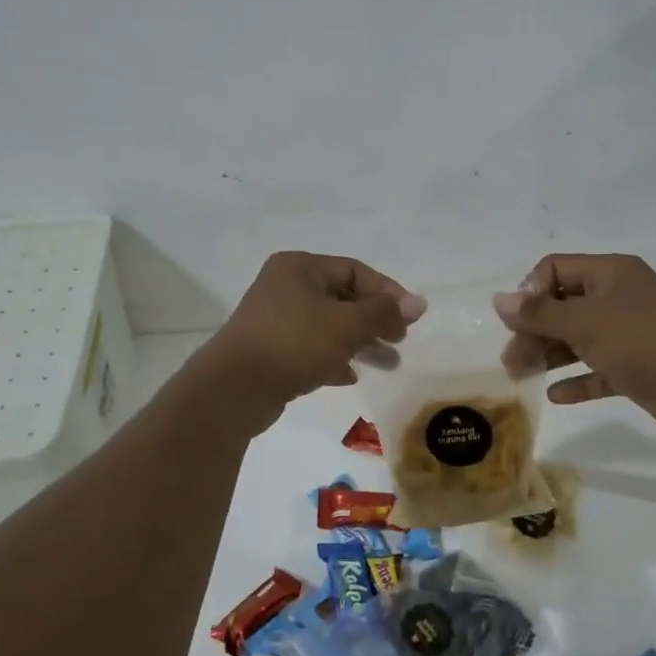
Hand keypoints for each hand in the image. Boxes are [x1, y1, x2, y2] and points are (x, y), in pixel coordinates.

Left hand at [201, 252, 425, 422]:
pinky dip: (333, 359)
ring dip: (360, 343)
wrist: (235, 388)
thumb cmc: (295, 343)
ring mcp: (276, 319)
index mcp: (300, 267)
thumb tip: (419, 303)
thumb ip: (384, 312)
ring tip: (389, 364)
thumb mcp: (347, 324)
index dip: (387, 292)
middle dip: (375, 321)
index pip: (355, 271)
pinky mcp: (271, 351)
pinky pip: (311, 349)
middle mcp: (286, 286)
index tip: (411, 317)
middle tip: (400, 341)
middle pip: (343, 299)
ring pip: (329, 326)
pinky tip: (350, 376)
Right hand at [493, 254, 655, 438]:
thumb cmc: (644, 341)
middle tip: (511, 360)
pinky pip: (597, 369)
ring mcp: (628, 334)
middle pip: (562, 306)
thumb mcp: (585, 323)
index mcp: (609, 274)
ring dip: (549, 355)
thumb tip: (498, 300)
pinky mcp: (636, 367)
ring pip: (577, 339)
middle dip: (533, 330)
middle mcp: (617, 298)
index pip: (555, 269)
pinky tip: (555, 395)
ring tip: (521, 376)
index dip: (531, 292)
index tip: (517, 322)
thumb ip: (539, 313)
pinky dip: (577, 379)